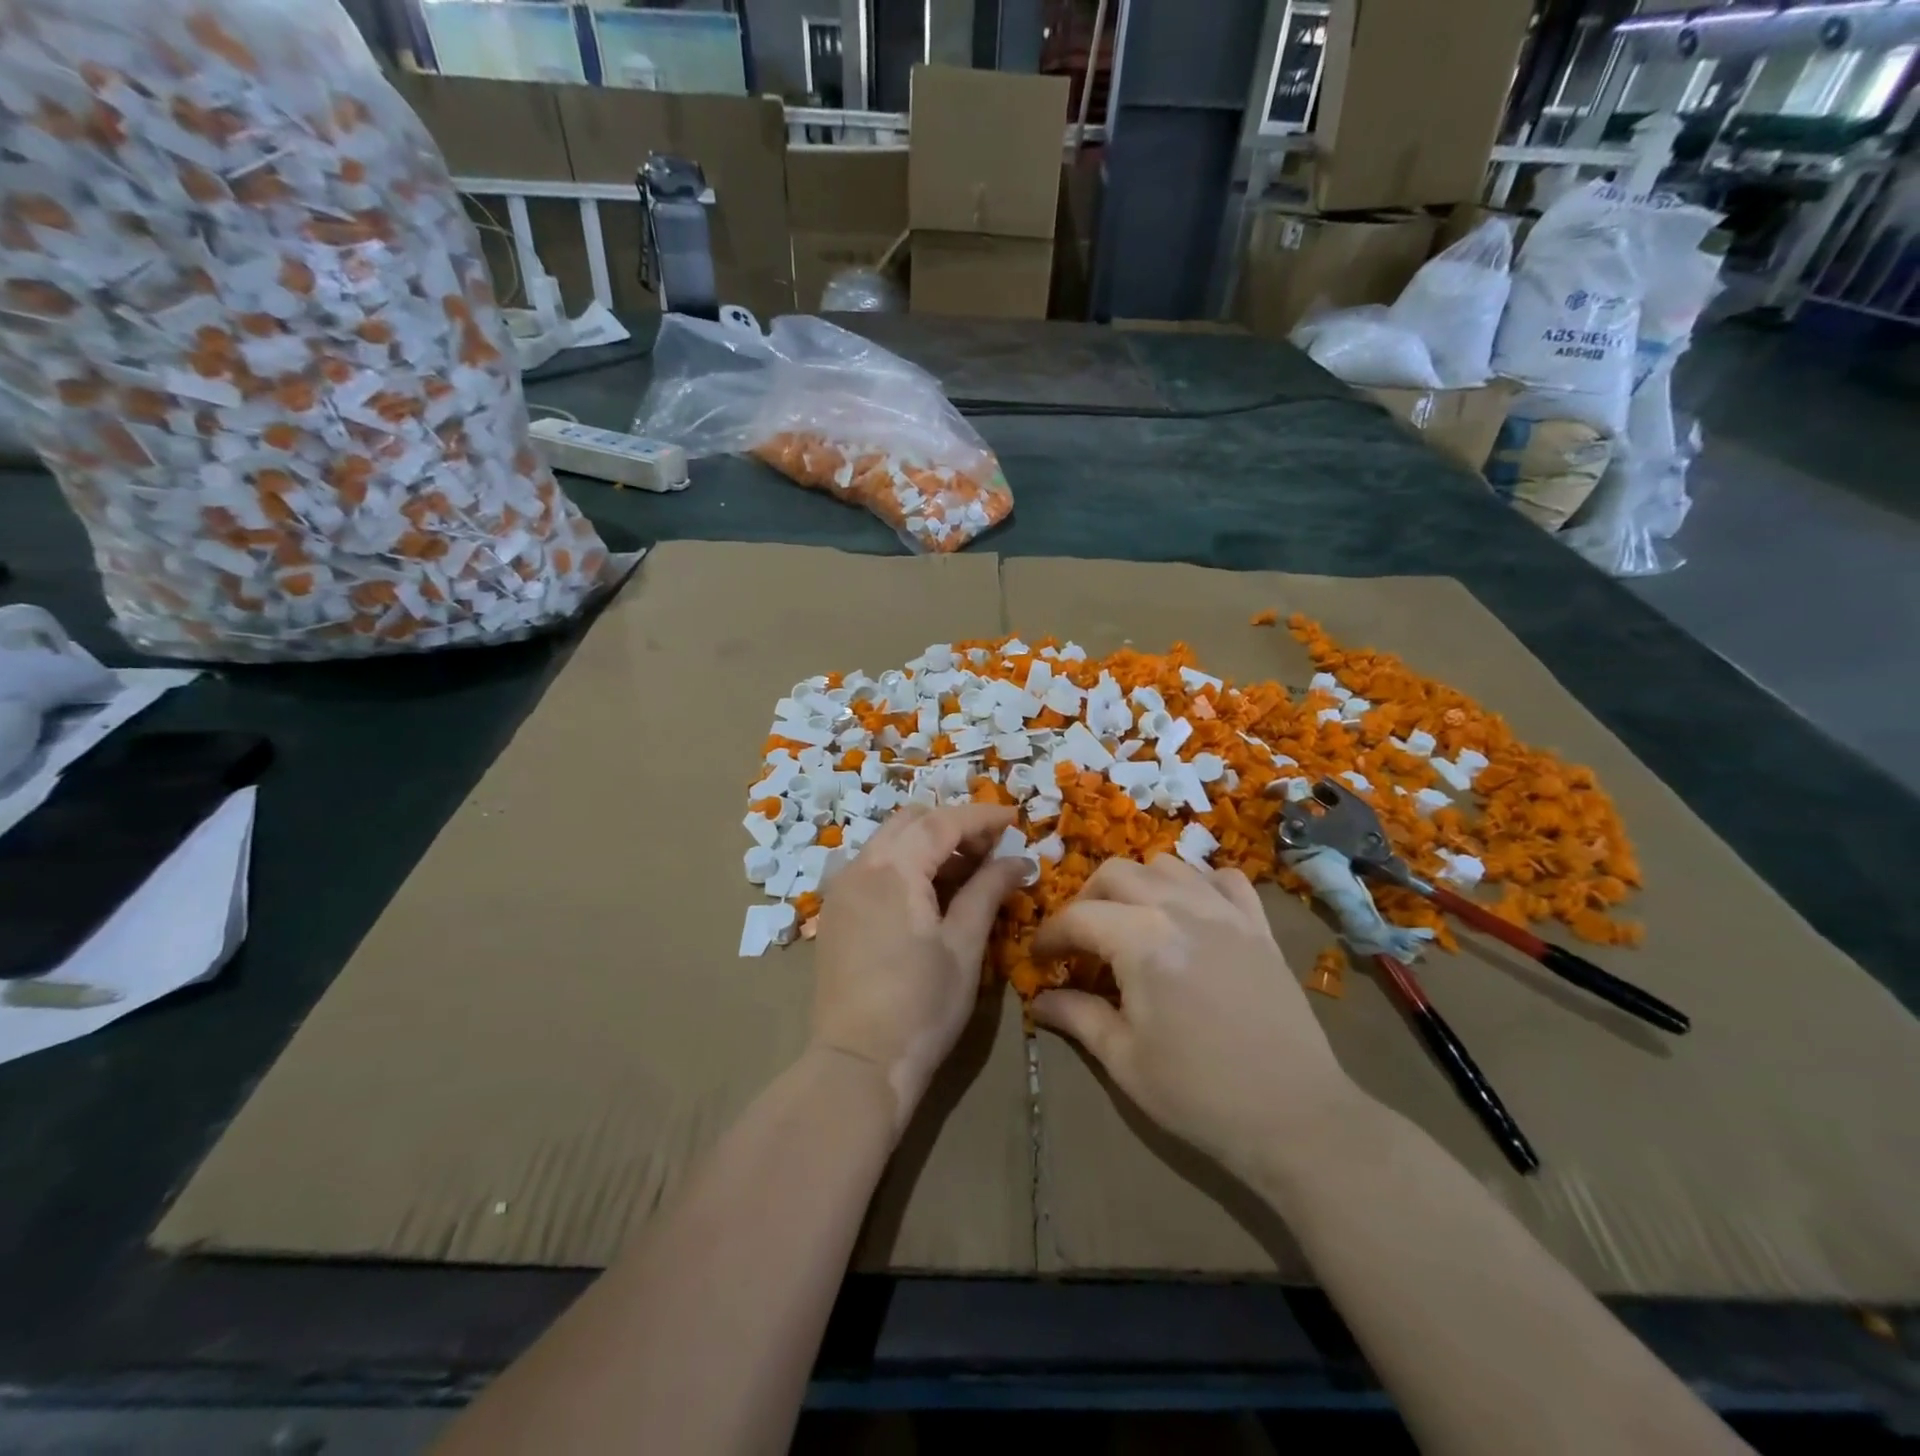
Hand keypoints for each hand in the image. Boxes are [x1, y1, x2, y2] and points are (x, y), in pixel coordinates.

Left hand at [812, 803, 1028, 1134]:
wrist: (858, 1064)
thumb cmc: (921, 1006)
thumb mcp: (964, 946)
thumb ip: (988, 891)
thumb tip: (1018, 860)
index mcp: (893, 869)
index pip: (942, 822)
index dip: (982, 816)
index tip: (1015, 819)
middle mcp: (860, 866)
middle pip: (911, 821)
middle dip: (953, 825)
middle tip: (990, 850)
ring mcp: (841, 888)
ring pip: (889, 841)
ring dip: (928, 843)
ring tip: (966, 873)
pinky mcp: (835, 911)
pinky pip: (873, 866)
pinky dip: (905, 863)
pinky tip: (929, 894)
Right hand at [1031, 855, 1359, 1175]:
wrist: (1296, 1117)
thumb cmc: (1198, 1093)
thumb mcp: (1124, 1059)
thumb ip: (1077, 1016)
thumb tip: (1039, 1000)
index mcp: (1141, 939)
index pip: (1078, 917)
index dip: (1050, 936)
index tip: (1039, 959)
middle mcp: (1180, 908)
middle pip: (1116, 873)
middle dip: (1087, 900)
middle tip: (1080, 940)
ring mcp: (1225, 912)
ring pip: (1167, 866)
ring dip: (1138, 885)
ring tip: (1131, 922)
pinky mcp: (1259, 926)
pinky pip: (1224, 880)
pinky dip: (1198, 884)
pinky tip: (1191, 913)